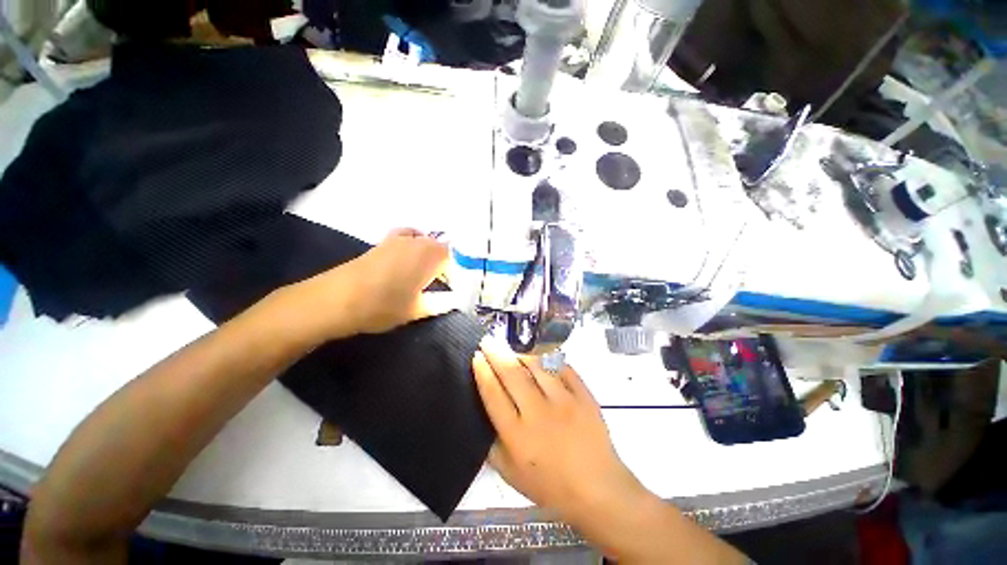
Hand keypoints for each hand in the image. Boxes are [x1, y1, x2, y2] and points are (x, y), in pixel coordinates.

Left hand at [297, 228, 453, 338]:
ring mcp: (397, 239)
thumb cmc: (383, 305)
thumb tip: (455, 300)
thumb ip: (441, 303)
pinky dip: (412, 248)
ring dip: (429, 257)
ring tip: (426, 277)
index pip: (455, 257)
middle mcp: (417, 241)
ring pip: (424, 244)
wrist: (335, 300)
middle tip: (442, 286)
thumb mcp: (418, 309)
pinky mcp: (381, 244)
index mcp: (431, 254)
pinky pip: (406, 240)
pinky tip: (406, 264)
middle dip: (445, 266)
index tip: (455, 289)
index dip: (458, 272)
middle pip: (440, 248)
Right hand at [472, 342, 647, 523]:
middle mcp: (539, 413)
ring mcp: (564, 401)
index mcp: (517, 435)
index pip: (493, 393)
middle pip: (512, 374)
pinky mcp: (583, 395)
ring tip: (511, 348)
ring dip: (520, 353)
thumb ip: (491, 444)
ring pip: (537, 365)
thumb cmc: (550, 484)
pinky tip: (540, 357)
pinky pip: (562, 367)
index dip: (482, 371)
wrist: (597, 488)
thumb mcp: (510, 474)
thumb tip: (483, 411)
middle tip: (487, 340)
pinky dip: (548, 359)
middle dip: (496, 353)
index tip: (477, 356)